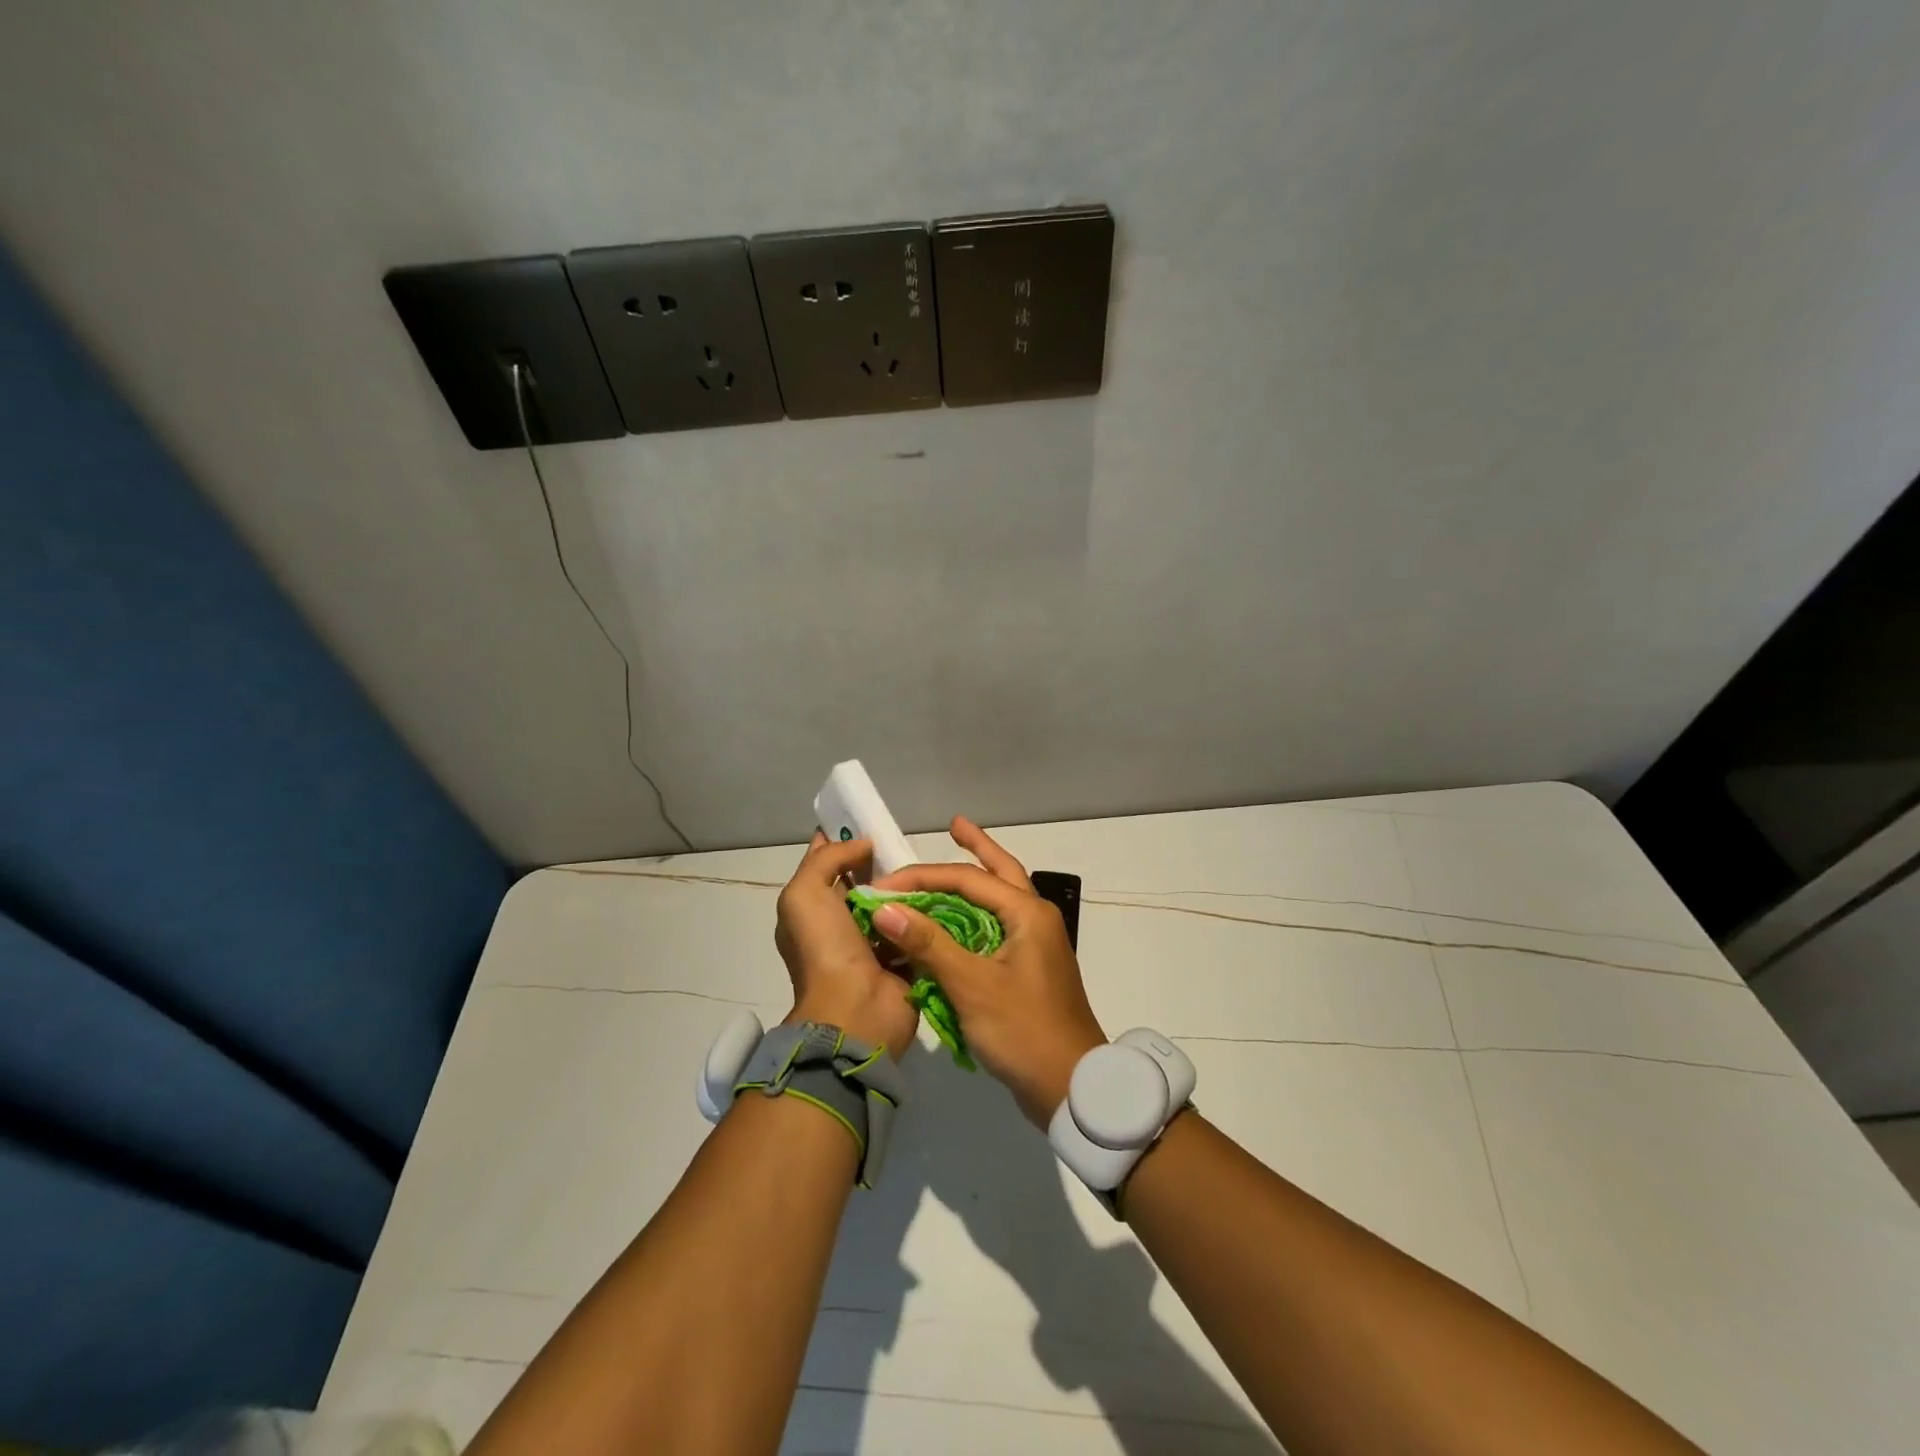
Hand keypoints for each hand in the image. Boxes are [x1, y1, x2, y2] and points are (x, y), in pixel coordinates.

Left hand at [775, 833, 918, 1059]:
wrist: (856, 1012)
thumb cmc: (825, 950)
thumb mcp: (804, 895)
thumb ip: (828, 860)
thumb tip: (863, 845)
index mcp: (812, 911)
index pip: (826, 865)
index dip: (842, 840)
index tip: (869, 820)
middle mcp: (840, 925)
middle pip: (864, 881)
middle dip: (882, 862)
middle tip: (908, 842)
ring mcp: (874, 943)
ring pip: (893, 902)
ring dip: (909, 886)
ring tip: (931, 864)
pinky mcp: (904, 957)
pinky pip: (917, 926)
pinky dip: (927, 912)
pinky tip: (945, 892)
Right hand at [870, 817, 1106, 1125]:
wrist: (1072, 1087)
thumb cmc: (1023, 1030)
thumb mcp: (972, 985)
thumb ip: (929, 943)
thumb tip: (885, 908)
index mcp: (1027, 913)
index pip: (968, 879)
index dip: (922, 878)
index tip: (883, 885)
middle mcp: (1035, 919)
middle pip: (1001, 871)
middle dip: (978, 846)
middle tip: (954, 824)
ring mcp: (1035, 944)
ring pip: (1000, 899)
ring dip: (976, 880)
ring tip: (954, 859)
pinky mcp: (1028, 968)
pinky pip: (996, 927)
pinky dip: (974, 916)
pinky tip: (956, 920)